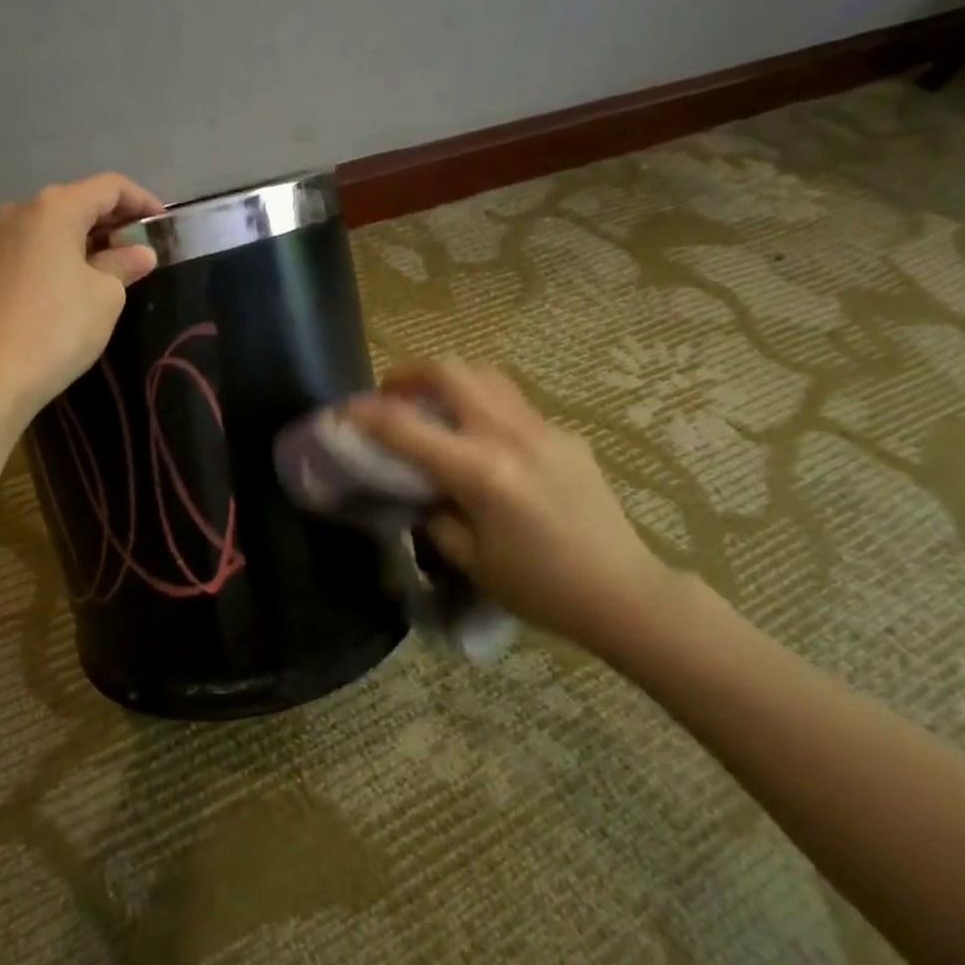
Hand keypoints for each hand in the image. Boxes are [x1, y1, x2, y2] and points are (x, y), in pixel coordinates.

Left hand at [0, 172, 161, 422]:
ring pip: (56, 226)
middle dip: (115, 222)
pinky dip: (65, 255)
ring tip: (118, 268)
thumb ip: (124, 264)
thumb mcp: (105, 295)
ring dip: (90, 240)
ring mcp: (0, 238)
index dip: (143, 201)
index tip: (166, 227)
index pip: (110, 187)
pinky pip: (38, 247)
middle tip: (145, 251)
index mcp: (54, 207)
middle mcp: (21, 210)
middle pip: (79, 202)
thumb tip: (140, 253)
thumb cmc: (58, 328)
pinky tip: (82, 281)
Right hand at [346, 360, 680, 652]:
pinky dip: (481, 405)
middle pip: (453, 373)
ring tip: (432, 405)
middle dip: (411, 375)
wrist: (622, 591)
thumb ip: (436, 515)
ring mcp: (543, 430)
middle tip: (392, 395)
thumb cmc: (539, 586)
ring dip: (449, 381)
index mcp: (481, 471)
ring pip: (486, 377)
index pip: (408, 428)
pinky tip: (479, 439)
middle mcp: (511, 436)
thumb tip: (424, 491)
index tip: (341, 410)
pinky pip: (512, 404)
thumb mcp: (470, 559)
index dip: (366, 415)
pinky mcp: (564, 437)